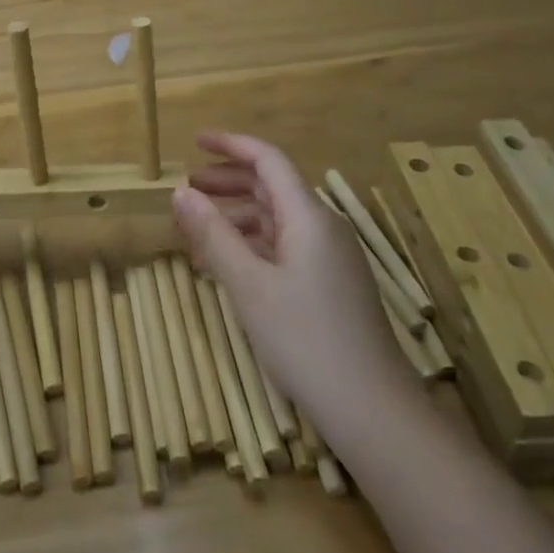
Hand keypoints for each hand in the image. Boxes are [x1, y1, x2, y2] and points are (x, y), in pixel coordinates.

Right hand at [172, 131, 405, 421]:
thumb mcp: (248, 286)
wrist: (373, 411)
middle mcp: (323, 227)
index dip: (231, 145)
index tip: (194, 142)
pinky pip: (285, 246)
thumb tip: (180, 193)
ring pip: (277, 219)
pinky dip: (252, 244)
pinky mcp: (330, 284)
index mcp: (308, 216)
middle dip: (228, 181)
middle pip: (272, 186)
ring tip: (197, 230)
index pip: (268, 160)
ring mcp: (330, 257)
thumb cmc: (306, 340)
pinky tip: (227, 265)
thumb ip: (213, 235)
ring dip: (236, 216)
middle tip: (187, 188)